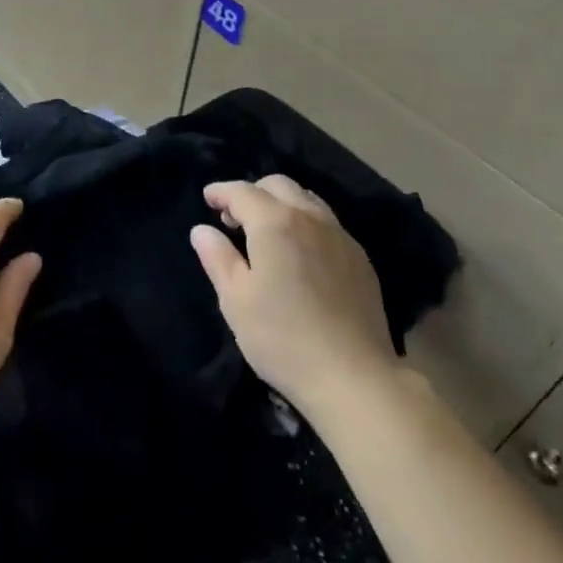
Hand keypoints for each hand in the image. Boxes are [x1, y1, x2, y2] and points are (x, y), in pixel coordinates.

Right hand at [190, 175, 399, 418]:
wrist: (354, 377)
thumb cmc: (283, 338)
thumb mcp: (236, 300)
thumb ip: (217, 258)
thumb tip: (202, 230)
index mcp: (275, 222)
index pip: (242, 192)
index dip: (221, 192)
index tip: (208, 198)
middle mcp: (310, 217)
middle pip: (278, 185)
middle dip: (252, 193)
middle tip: (234, 219)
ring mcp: (340, 236)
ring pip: (306, 199)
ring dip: (281, 204)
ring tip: (267, 232)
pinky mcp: (360, 258)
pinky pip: (327, 222)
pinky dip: (305, 222)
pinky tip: (300, 252)